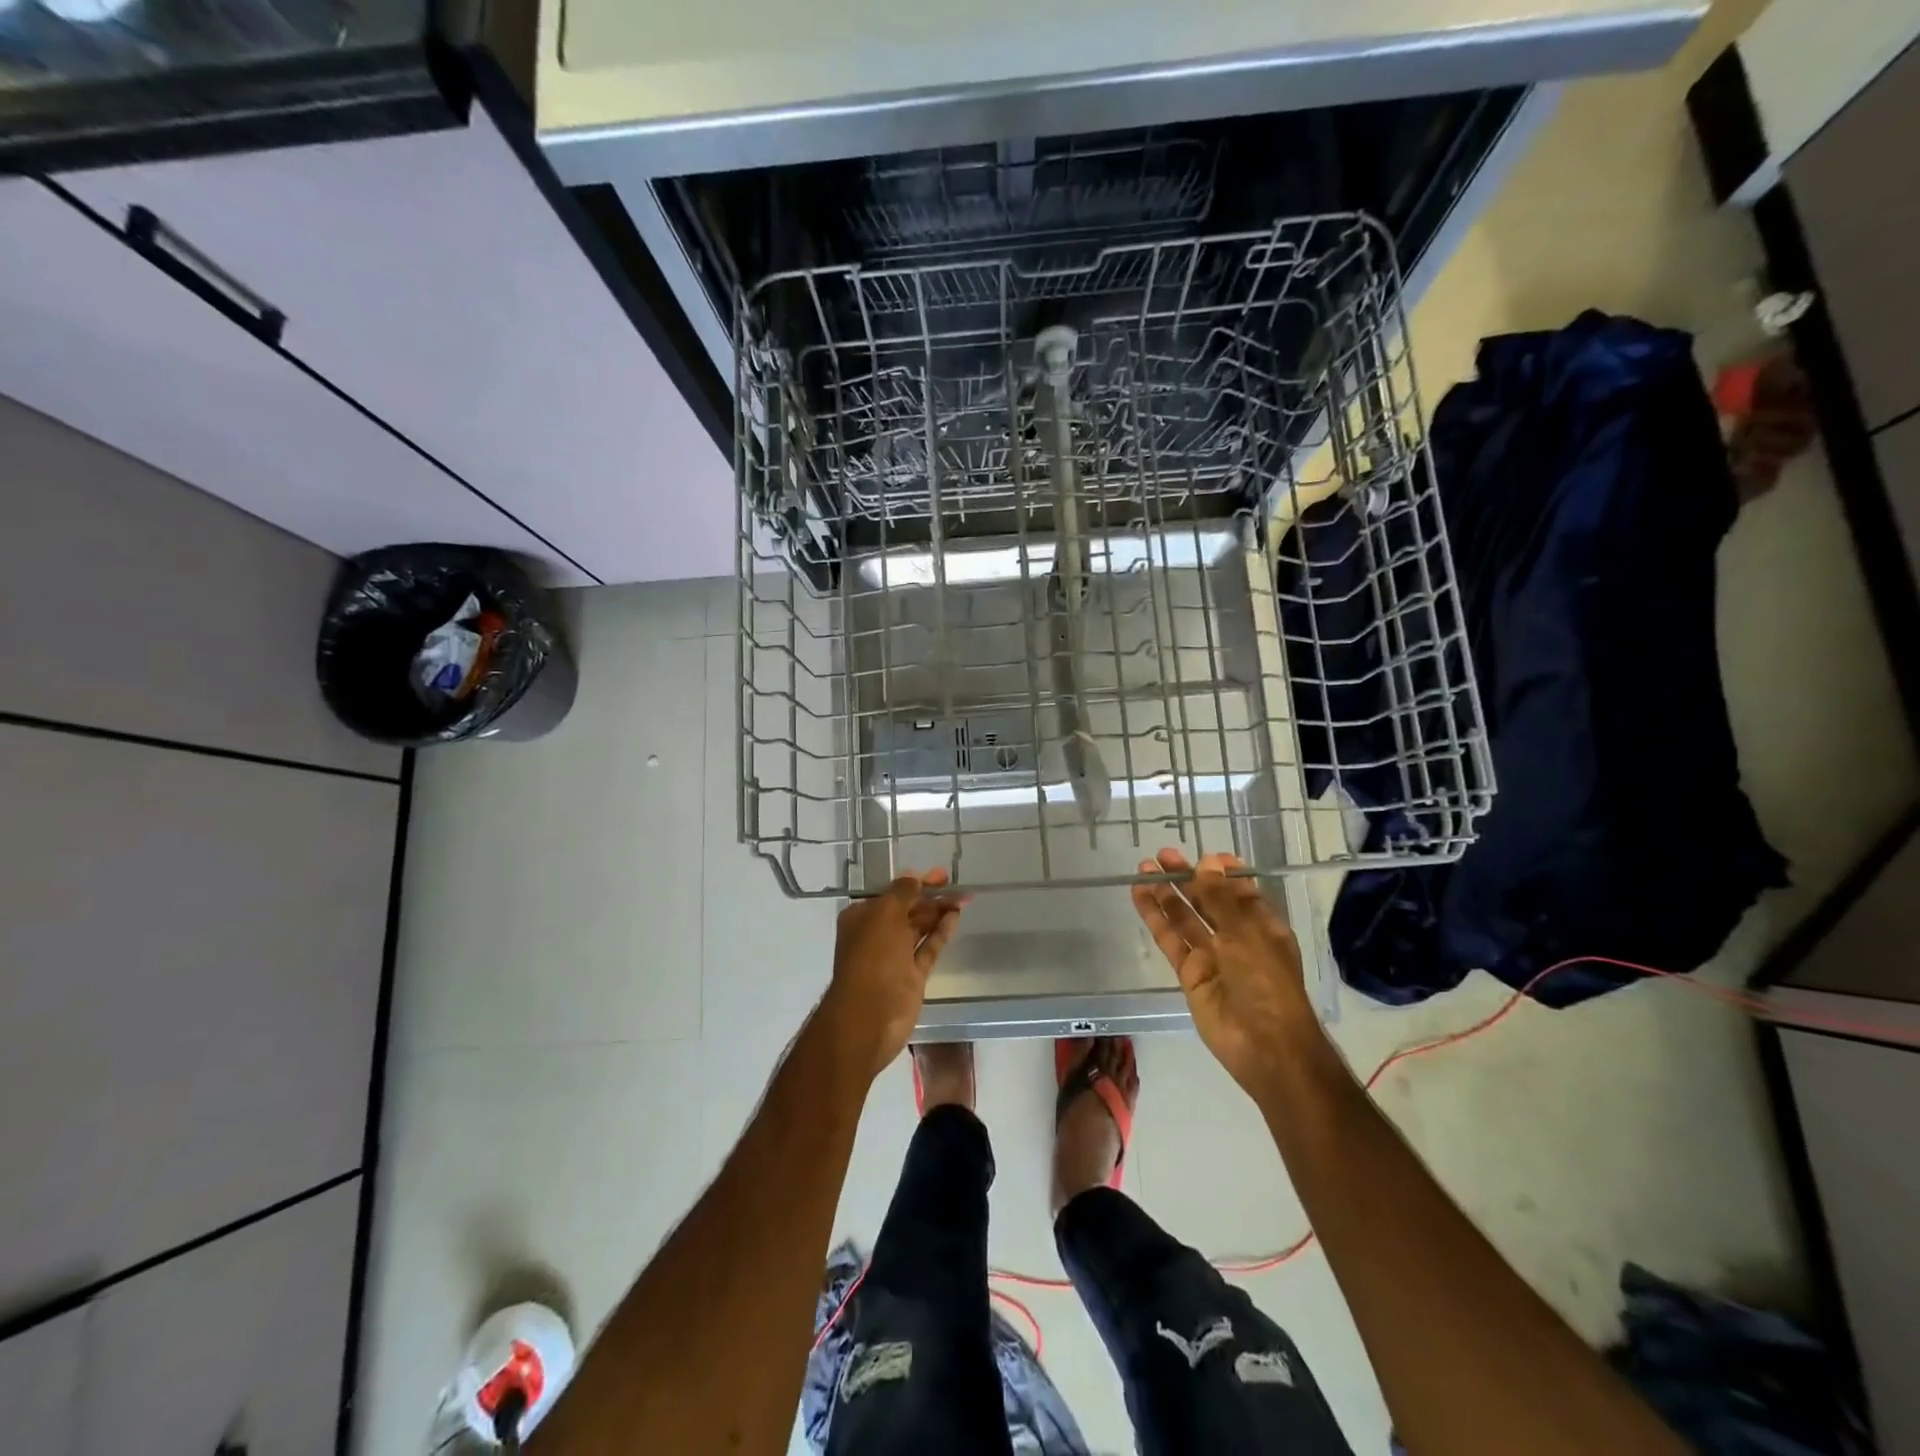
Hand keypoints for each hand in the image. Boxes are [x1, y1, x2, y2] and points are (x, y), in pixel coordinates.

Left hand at [818, 869, 966, 1080]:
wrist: (870, 1016)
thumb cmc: (872, 958)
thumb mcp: (884, 915)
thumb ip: (902, 893)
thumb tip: (914, 877)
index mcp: (862, 917)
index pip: (892, 893)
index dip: (916, 882)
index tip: (941, 874)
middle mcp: (877, 934)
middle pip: (908, 909)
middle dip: (931, 896)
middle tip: (957, 886)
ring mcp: (895, 957)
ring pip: (920, 928)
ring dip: (939, 912)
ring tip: (963, 898)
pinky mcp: (912, 975)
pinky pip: (929, 948)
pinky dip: (941, 933)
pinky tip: (955, 918)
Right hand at [1131, 848, 1316, 1098]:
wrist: (1265, 1047)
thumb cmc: (1267, 984)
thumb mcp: (1246, 935)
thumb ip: (1221, 899)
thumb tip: (1207, 861)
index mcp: (1262, 927)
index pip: (1241, 892)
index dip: (1223, 873)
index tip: (1205, 854)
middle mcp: (1237, 939)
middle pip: (1208, 902)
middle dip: (1187, 878)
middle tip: (1163, 855)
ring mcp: (1212, 957)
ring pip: (1185, 919)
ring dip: (1166, 894)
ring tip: (1144, 869)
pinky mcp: (1190, 975)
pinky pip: (1171, 940)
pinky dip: (1156, 919)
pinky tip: (1140, 897)